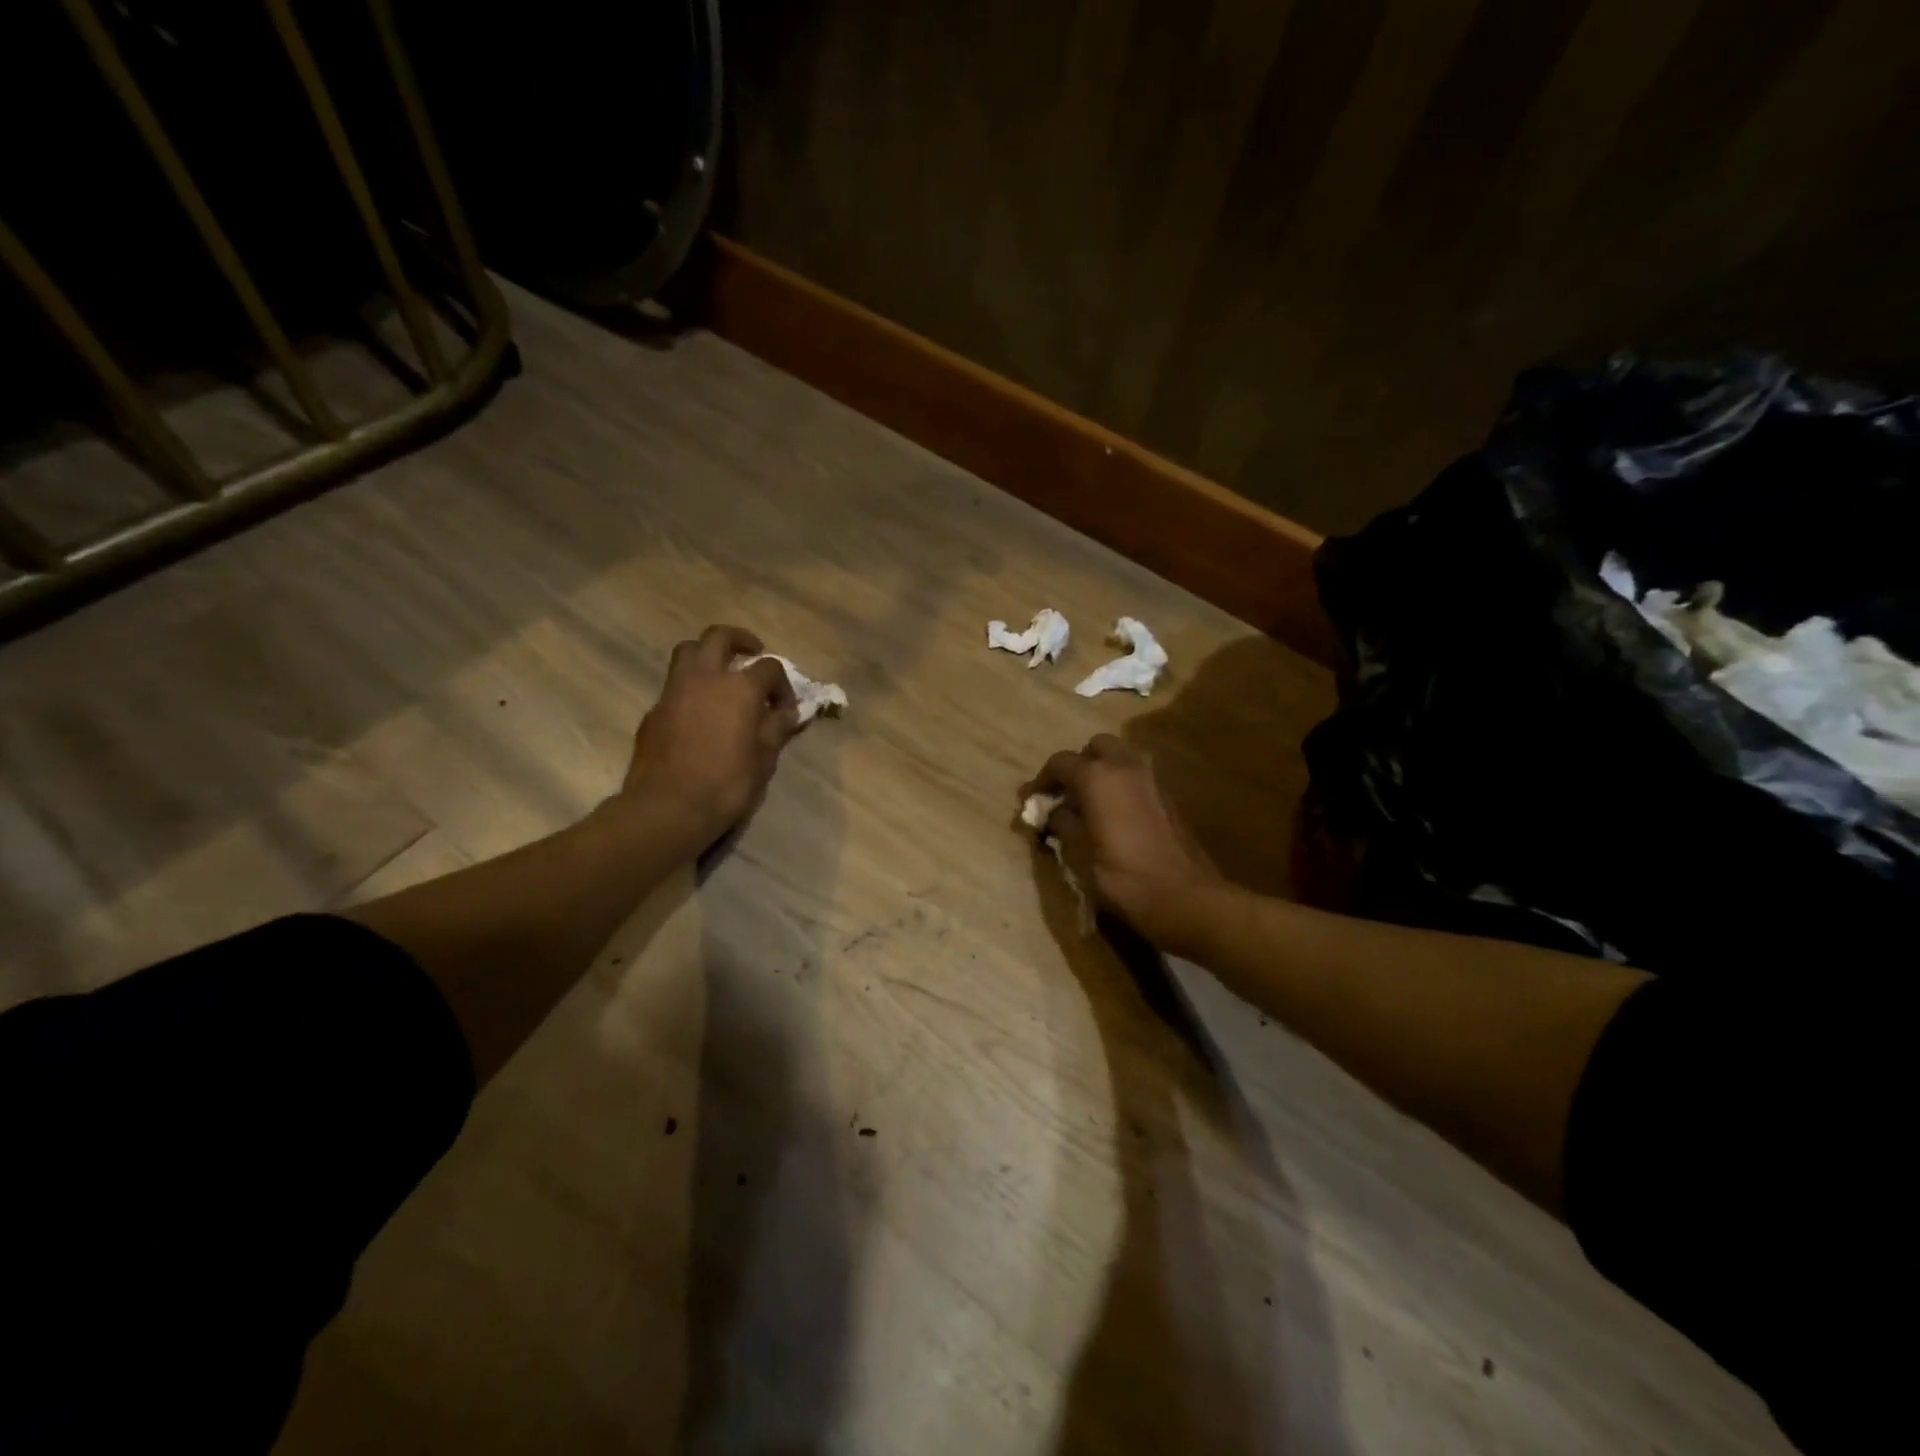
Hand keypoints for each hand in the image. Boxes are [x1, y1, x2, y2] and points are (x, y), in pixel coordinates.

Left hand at [621, 625, 800, 847]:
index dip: (783, 685)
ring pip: (688, 652)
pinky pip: (674, 685)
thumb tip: (787, 713)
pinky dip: (690, 687)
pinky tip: (699, 712)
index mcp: (739, 688)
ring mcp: (673, 692)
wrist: (667, 808)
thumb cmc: (726, 785)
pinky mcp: (654, 711)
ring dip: (707, 654)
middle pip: (719, 638)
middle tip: (752, 653)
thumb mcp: (764, 760)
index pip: (769, 668)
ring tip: (721, 674)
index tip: (785, 708)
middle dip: (739, 640)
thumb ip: (776, 729)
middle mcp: (705, 678)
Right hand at [1022, 735, 1224, 942]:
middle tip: (1066, 793)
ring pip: (1121, 758)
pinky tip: (1114, 815)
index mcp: (1098, 777)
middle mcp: (1126, 767)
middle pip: (1096, 747)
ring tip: (1089, 803)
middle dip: (1078, 764)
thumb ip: (1062, 824)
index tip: (1031, 801)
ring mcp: (1152, 780)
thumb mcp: (1078, 854)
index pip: (1060, 762)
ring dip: (1103, 771)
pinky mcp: (1168, 798)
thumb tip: (1054, 812)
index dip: (1041, 780)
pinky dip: (1121, 785)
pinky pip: (1137, 777)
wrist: (1181, 897)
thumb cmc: (1121, 876)